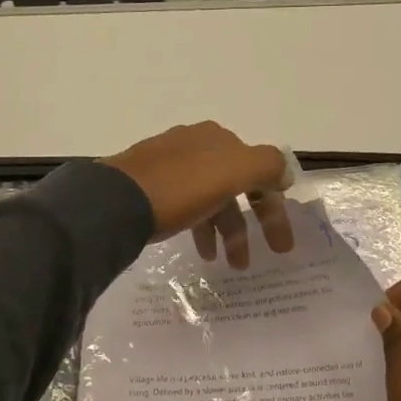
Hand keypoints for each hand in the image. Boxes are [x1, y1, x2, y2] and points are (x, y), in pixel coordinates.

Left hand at [101, 121, 293, 267]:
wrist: (116, 201)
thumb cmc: (181, 187)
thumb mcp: (234, 170)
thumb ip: (268, 166)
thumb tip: (284, 173)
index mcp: (218, 139)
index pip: (260, 172)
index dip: (274, 209)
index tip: (280, 246)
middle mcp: (195, 144)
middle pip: (235, 187)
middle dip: (248, 225)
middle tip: (249, 261)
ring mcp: (168, 163)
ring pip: (210, 199)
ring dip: (223, 232)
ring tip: (223, 262)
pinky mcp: (147, 185)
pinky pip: (186, 206)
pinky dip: (200, 227)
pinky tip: (199, 248)